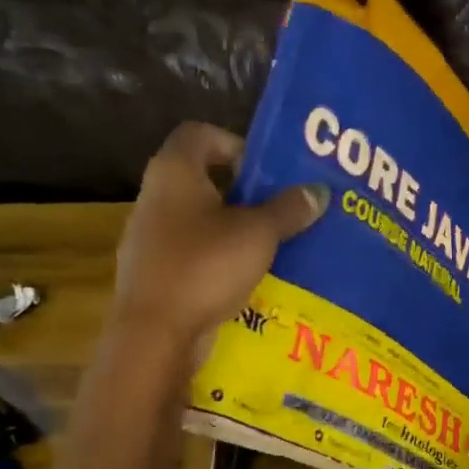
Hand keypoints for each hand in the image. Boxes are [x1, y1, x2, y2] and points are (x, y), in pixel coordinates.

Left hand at [113, 122, 328, 347]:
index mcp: (175, 173)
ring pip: (200, 220)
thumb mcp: (259, 234)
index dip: (234, 142)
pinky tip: (249, 277)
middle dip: (244, 191)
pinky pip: (194, 254)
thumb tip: (318, 190)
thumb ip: (289, 208)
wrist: (155, 333)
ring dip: (235, 228)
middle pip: (203, 179)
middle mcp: (155, 197)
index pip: (200, 134)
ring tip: (274, 244)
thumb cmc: (206, 266)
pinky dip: (220, 258)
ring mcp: (150, 238)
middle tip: (282, 207)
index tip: (266, 170)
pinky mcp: (155, 273)